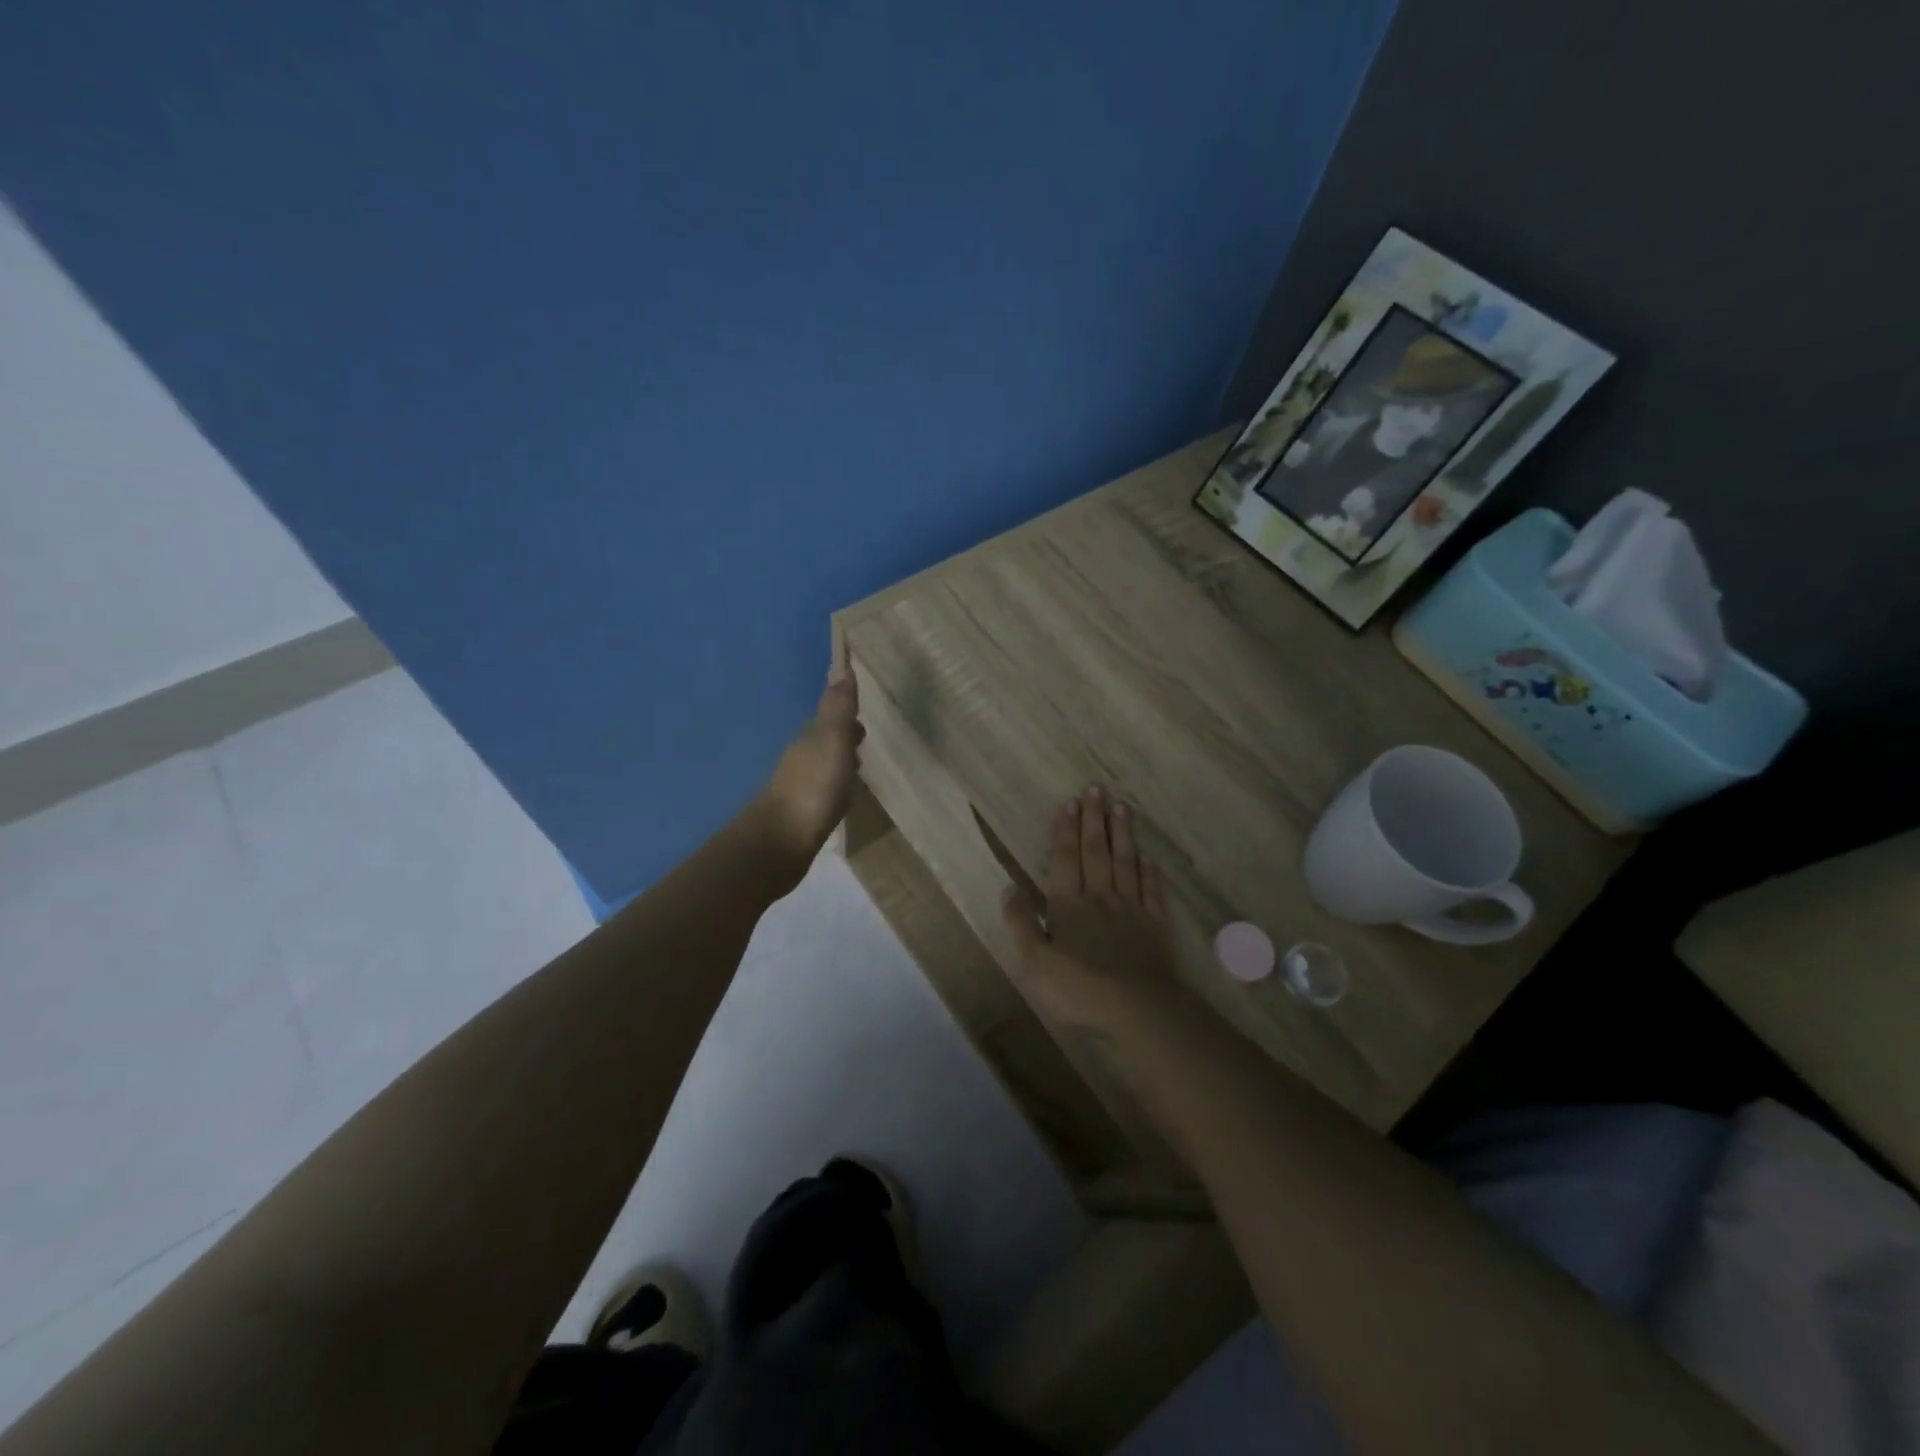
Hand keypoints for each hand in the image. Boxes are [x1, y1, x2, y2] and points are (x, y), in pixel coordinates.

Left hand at [756, 664, 864, 860]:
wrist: (781, 842)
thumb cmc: (813, 787)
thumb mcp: (832, 741)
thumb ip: (838, 708)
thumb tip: (841, 666)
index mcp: (810, 738)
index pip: (829, 718)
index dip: (846, 715)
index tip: (863, 715)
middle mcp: (801, 758)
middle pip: (826, 741)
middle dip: (844, 738)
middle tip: (864, 740)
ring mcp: (799, 787)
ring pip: (824, 767)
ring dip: (840, 764)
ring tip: (860, 769)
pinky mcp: (802, 814)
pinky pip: (824, 792)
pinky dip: (836, 789)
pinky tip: (844, 799)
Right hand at [1001, 785, 1181, 1033]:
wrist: (1138, 1009)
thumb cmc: (1079, 988)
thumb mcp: (1034, 962)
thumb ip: (1020, 924)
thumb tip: (1009, 889)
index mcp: (1069, 905)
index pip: (1065, 858)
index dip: (1066, 829)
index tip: (1070, 802)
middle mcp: (1100, 897)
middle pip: (1096, 851)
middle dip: (1094, 818)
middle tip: (1096, 788)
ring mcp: (1131, 909)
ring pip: (1125, 862)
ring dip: (1122, 834)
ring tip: (1121, 807)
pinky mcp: (1155, 925)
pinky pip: (1151, 890)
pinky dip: (1149, 871)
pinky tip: (1148, 857)